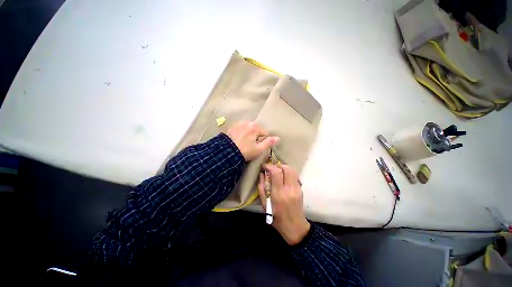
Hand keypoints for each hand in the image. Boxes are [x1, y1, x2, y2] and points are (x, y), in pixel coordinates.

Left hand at [226, 121, 278, 160]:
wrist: (226, 153)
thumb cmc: (245, 151)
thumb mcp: (259, 149)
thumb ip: (269, 142)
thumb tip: (278, 138)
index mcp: (255, 127)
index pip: (264, 133)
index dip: (262, 141)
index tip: (256, 147)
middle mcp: (247, 122)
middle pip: (256, 130)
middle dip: (255, 137)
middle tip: (250, 146)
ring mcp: (238, 124)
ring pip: (248, 129)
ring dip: (248, 135)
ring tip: (243, 144)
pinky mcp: (232, 127)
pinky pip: (241, 129)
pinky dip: (241, 134)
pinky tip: (238, 141)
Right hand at [258, 164, 310, 244]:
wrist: (295, 227)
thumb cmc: (277, 217)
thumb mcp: (265, 204)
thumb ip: (262, 188)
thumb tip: (262, 174)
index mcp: (279, 194)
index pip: (276, 173)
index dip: (269, 166)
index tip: (264, 166)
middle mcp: (289, 189)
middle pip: (286, 168)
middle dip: (278, 165)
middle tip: (272, 168)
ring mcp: (297, 189)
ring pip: (292, 170)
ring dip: (284, 168)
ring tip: (278, 171)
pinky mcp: (301, 189)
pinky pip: (295, 176)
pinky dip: (288, 173)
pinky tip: (284, 178)